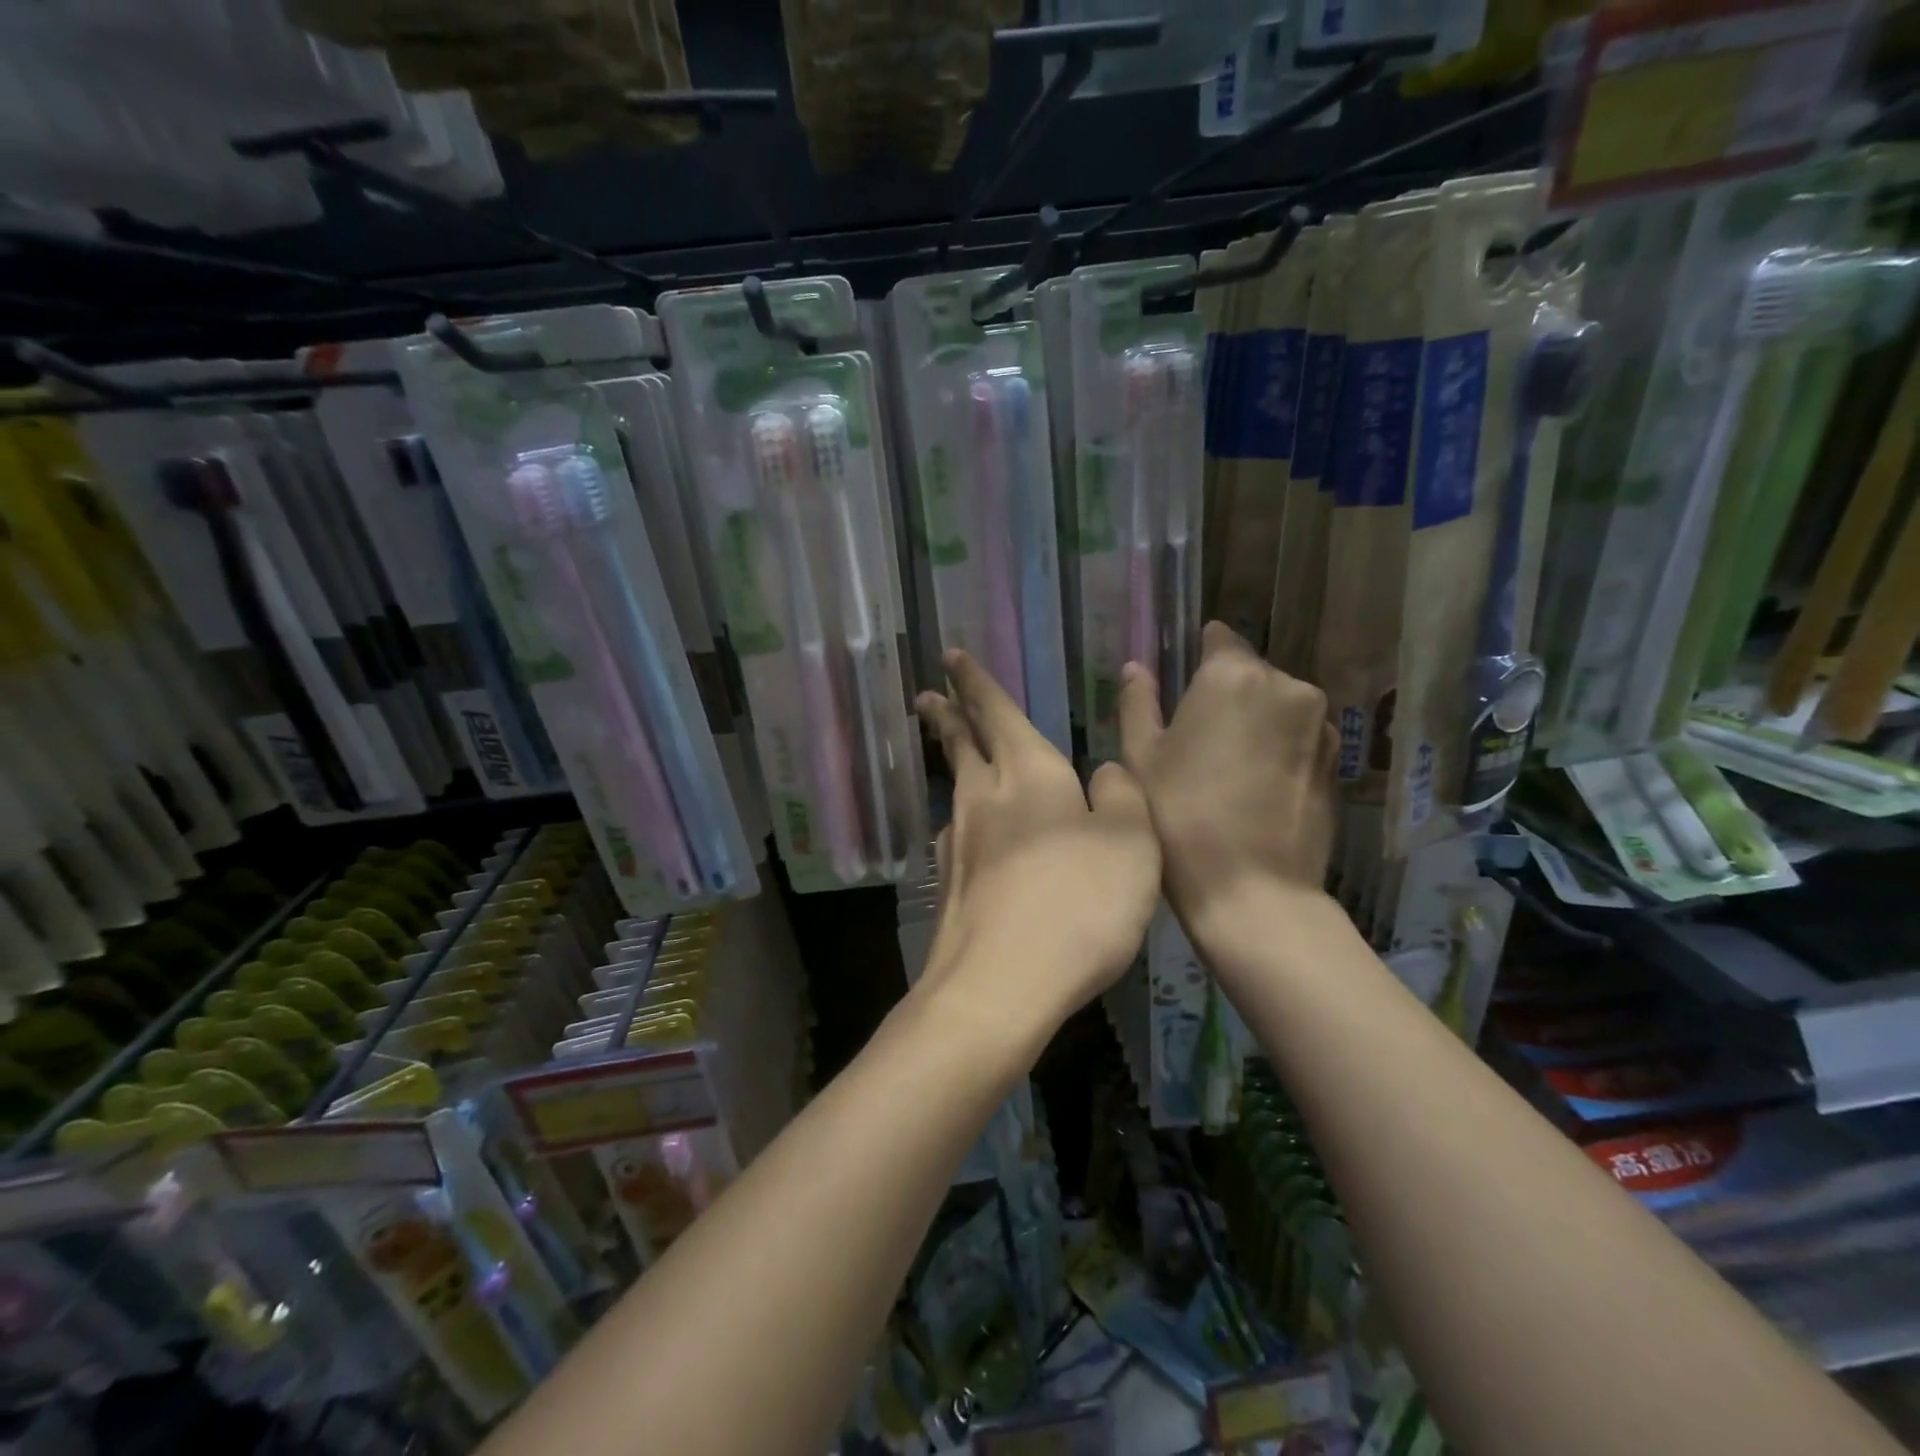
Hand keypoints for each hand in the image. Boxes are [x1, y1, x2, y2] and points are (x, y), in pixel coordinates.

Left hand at [916, 650, 1158, 1025]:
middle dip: (947, 715)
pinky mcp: (951, 889)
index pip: (997, 712)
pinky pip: (958, 837)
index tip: (951, 656)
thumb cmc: (1078, 903)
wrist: (1001, 985)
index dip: (976, 682)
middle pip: (961, 746)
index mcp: (1029, 774)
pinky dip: (963, 821)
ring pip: (955, 790)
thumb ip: (1122, 797)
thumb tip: (1102, 773)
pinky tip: (968, 835)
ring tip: (952, 755)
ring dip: (952, 764)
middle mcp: (985, 800)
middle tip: (927, 695)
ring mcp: (960, 846)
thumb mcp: (1132, 842)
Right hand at [1120, 622, 1336, 931]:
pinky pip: (1299, 737)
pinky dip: (1279, 748)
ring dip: (1255, 722)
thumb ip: (1138, 702)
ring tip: (1227, 769)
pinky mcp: (1336, 761)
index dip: (1197, 657)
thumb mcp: (1140, 757)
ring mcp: (1319, 724)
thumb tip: (1137, 667)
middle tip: (1196, 739)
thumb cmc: (1180, 816)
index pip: (1218, 638)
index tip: (1180, 686)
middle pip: (1250, 673)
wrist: (1252, 889)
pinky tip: (1256, 788)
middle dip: (1226, 693)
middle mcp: (1286, 686)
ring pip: (1278, 705)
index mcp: (1233, 676)